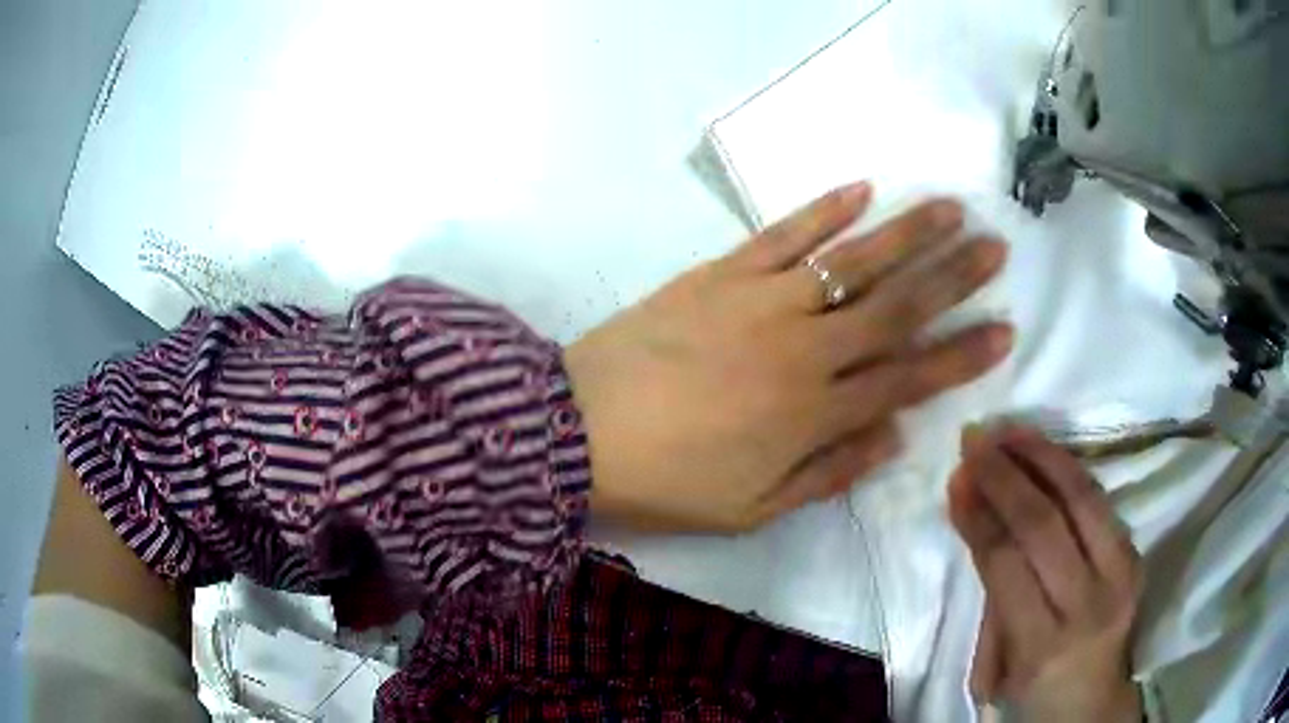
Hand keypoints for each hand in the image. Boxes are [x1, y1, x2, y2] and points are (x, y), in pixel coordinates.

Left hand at [566, 181, 1012, 531]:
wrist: (574, 433)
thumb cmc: (665, 482)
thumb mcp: (752, 507)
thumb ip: (829, 471)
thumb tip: (893, 437)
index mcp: (816, 413)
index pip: (910, 376)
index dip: (963, 354)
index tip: (1005, 328)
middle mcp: (805, 349)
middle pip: (897, 305)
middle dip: (954, 276)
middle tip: (996, 247)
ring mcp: (762, 301)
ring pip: (852, 259)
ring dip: (907, 232)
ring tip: (950, 208)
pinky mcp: (720, 273)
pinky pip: (783, 234)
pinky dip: (823, 209)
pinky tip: (860, 187)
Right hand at [948, 425, 1143, 722]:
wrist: (1094, 702)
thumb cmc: (1034, 692)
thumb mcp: (999, 668)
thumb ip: (992, 599)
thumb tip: (976, 520)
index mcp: (1042, 646)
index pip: (1006, 564)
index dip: (980, 515)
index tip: (956, 476)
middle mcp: (1087, 605)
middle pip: (1044, 524)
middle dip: (1005, 475)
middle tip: (976, 439)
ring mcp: (1121, 575)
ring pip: (1081, 499)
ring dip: (1041, 456)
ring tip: (1009, 429)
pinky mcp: (1136, 555)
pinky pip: (1100, 500)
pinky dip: (1069, 469)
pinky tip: (1045, 449)